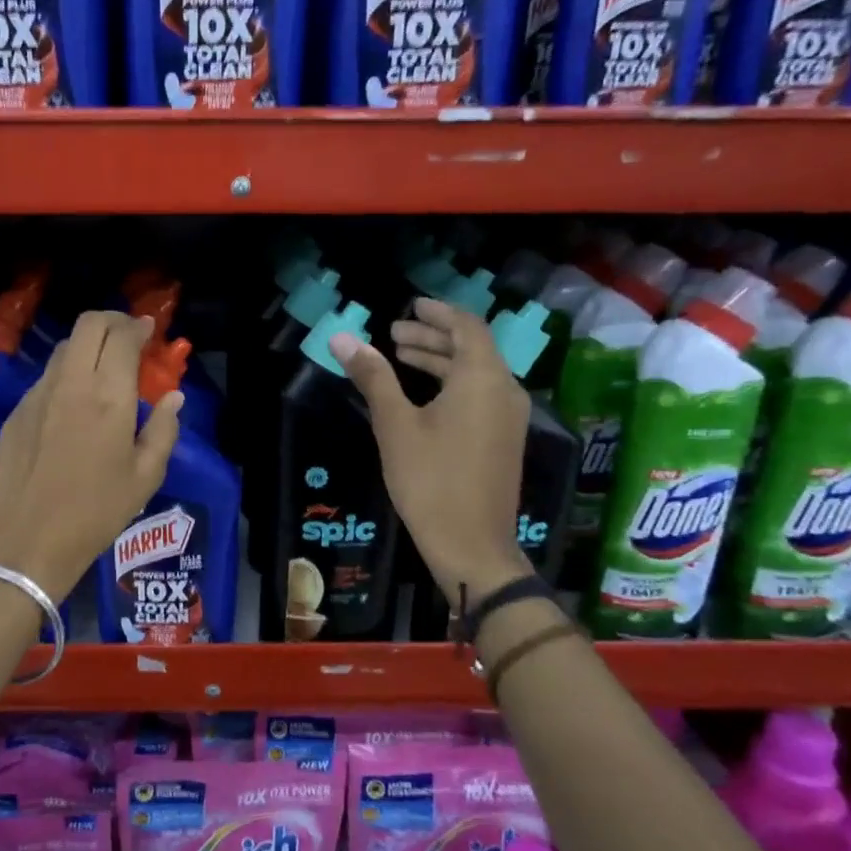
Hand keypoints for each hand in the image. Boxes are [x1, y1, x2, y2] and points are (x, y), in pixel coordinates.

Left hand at [0, 311, 183, 600]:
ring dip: (88, 345)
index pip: (122, 336)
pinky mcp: (17, 412)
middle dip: (112, 320)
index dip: (139, 326)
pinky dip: (67, 374)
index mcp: (109, 396)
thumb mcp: (146, 476)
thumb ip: (164, 429)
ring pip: (64, 348)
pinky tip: (75, 403)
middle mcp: (71, 383)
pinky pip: (46, 377)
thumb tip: (174, 397)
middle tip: (129, 336)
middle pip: (88, 325)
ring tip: (104, 367)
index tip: (149, 331)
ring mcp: (38, 395)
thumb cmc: (97, 511)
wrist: (30, 540)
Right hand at [330, 296, 532, 600]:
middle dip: (432, 336)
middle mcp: (504, 391)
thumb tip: (342, 338)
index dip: (438, 312)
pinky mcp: (503, 439)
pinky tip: (422, 396)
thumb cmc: (430, 480)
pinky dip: (451, 383)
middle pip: (471, 348)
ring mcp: (508, 418)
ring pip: (476, 372)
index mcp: (482, 379)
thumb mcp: (395, 425)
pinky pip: (480, 394)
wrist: (472, 545)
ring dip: (439, 360)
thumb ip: (373, 377)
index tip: (410, 305)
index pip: (467, 327)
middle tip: (393, 332)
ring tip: (400, 356)